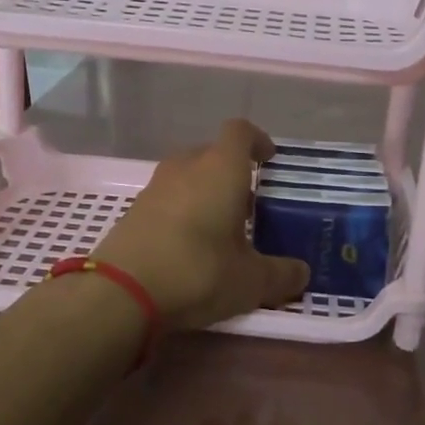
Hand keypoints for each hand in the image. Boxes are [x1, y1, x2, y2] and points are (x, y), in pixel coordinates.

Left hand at [95, 119, 310, 330]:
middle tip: (250, 203)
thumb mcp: (251, 282)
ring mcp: (154, 188)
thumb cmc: (198, 271)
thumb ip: (281, 274)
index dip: (258, 140)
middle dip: (232, 172)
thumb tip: (302, 273)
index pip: (240, 132)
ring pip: (187, 176)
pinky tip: (191, 246)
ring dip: (205, 193)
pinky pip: (167, 200)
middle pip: (211, 153)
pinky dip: (182, 212)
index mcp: (220, 169)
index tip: (269, 159)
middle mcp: (185, 168)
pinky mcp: (133, 212)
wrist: (121, 292)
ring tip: (222, 228)